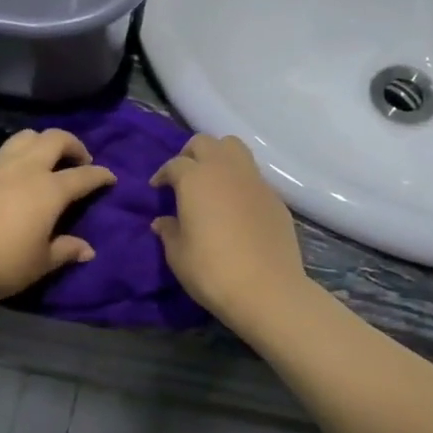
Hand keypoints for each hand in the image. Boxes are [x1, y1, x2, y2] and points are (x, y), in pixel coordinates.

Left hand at [0, 129, 115, 305]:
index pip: (83, 176)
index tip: (110, 178)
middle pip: (54, 139)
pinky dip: (13, 161)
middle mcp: (24, 169)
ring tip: (44, 160)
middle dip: (73, 144)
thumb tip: (87, 249)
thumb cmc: (1, 264)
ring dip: (41, 143)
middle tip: (79, 160)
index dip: (101, 175)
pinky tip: (9, 181)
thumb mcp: (40, 263)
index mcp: (48, 189)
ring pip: (24, 138)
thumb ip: (66, 250)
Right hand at [150, 134, 308, 321]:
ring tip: (211, 181)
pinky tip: (236, 205)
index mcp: (195, 179)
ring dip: (219, 157)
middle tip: (183, 176)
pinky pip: (253, 176)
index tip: (157, 188)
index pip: (175, 164)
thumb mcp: (178, 255)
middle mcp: (225, 170)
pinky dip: (240, 180)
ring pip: (234, 148)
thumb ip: (169, 231)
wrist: (266, 289)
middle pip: (205, 143)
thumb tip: (163, 221)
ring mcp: (254, 181)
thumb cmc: (212, 270)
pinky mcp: (275, 197)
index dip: (163, 174)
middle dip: (190, 154)